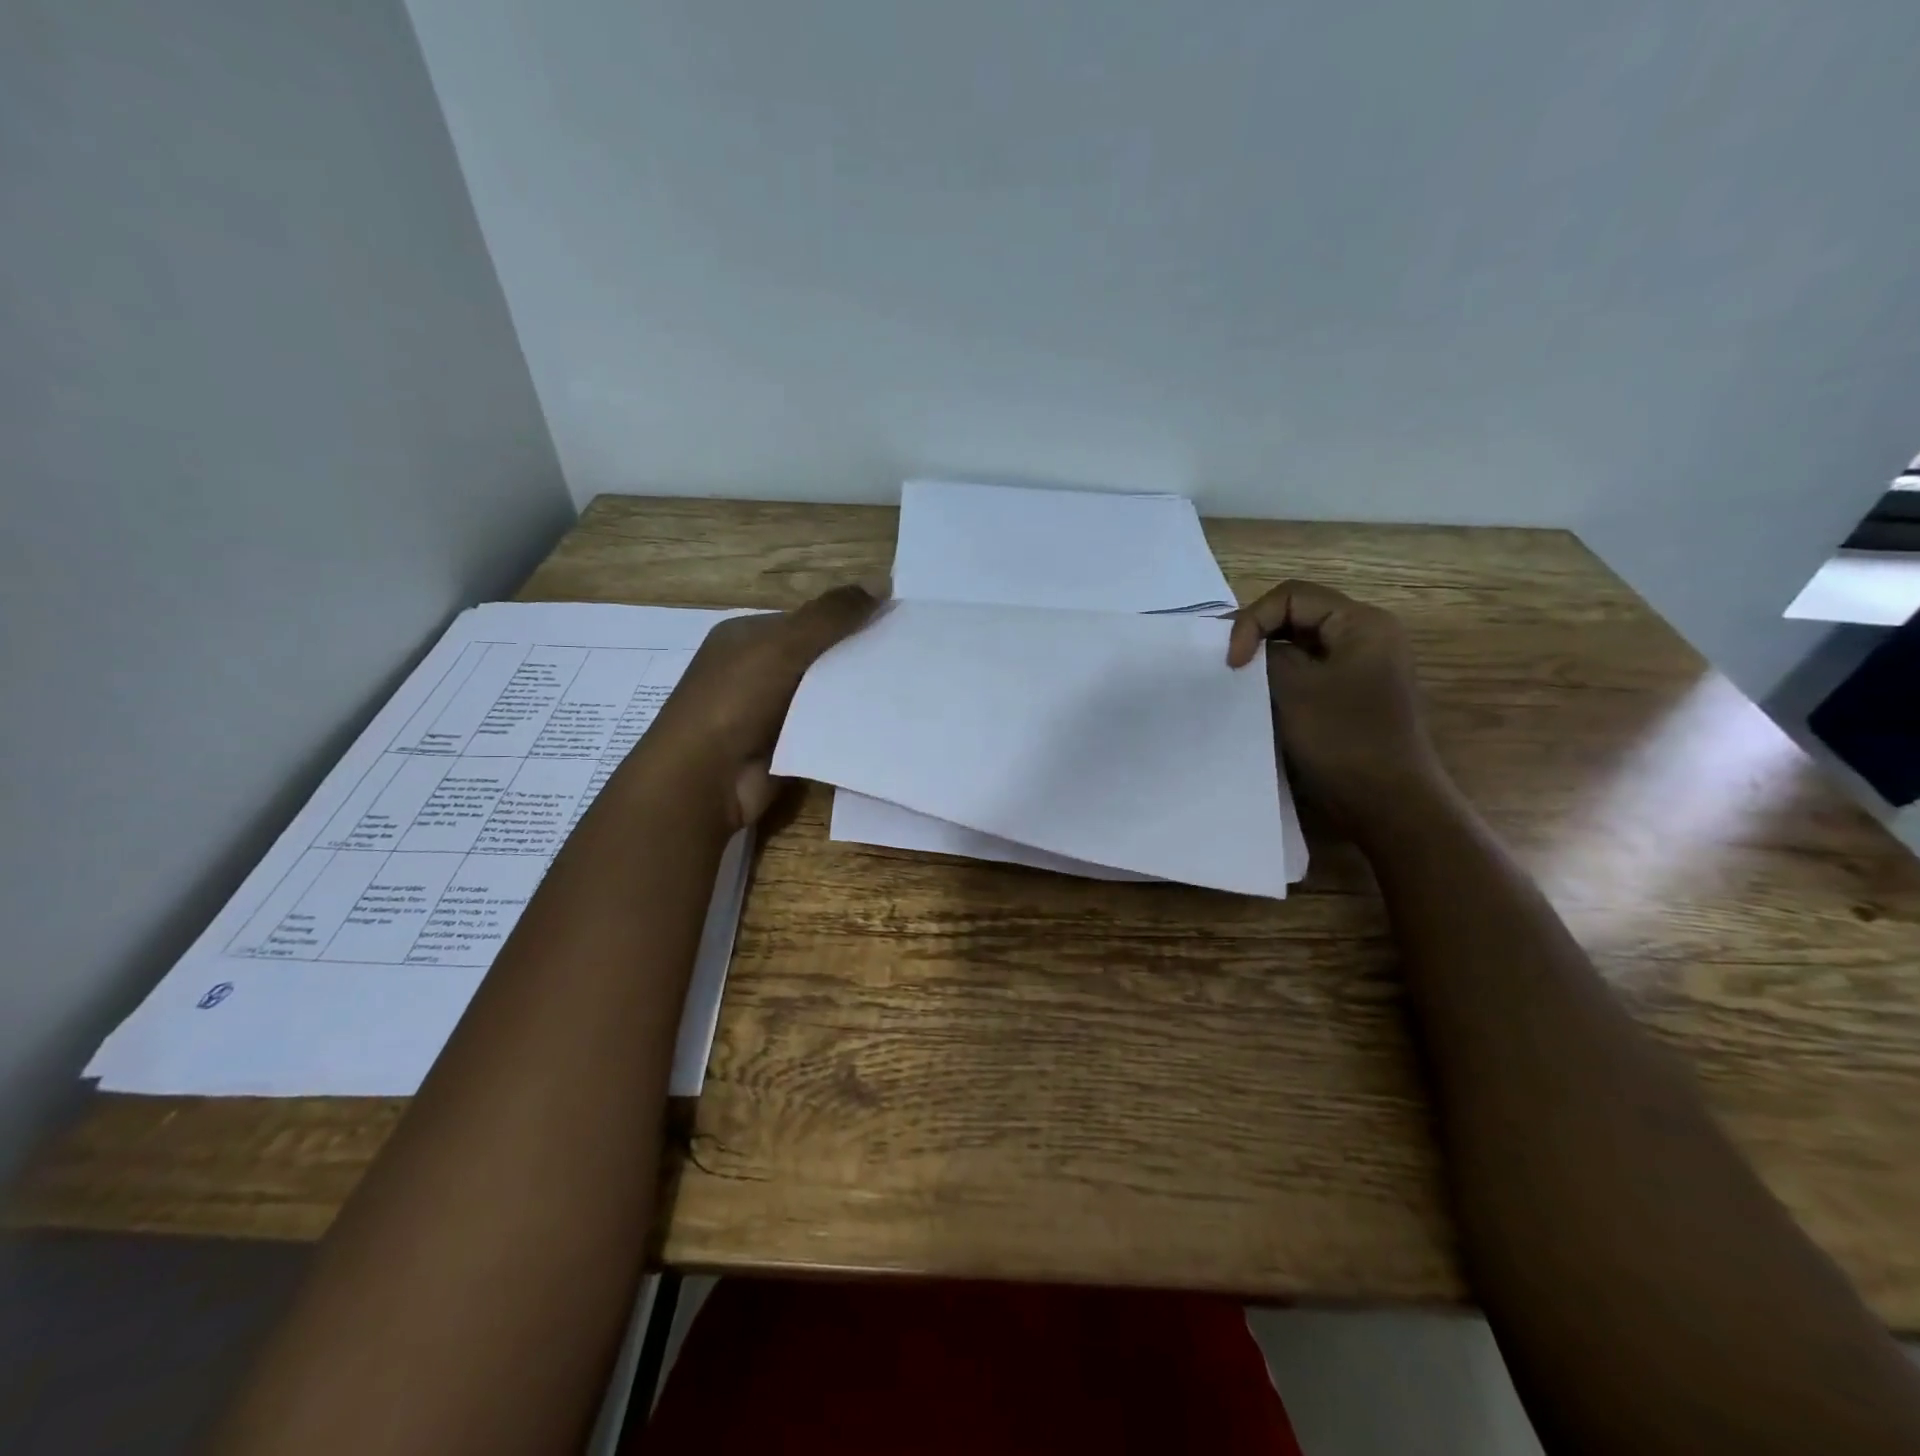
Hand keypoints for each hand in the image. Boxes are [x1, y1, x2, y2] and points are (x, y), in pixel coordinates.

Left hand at [645, 584, 880, 827]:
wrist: (706, 778)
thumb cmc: (737, 698)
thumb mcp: (784, 644)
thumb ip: (832, 615)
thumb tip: (882, 581)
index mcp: (747, 637)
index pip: (807, 621)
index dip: (847, 620)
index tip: (892, 625)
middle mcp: (755, 670)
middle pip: (817, 657)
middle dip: (855, 659)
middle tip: (906, 659)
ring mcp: (768, 712)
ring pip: (823, 695)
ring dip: (854, 695)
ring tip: (904, 689)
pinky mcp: (783, 746)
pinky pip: (823, 729)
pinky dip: (846, 726)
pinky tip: (882, 722)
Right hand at [1226, 580, 1446, 832]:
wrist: (1388, 803)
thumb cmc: (1343, 740)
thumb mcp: (1294, 689)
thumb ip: (1266, 656)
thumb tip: (1250, 650)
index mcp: (1362, 623)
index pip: (1291, 597)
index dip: (1252, 621)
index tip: (1232, 662)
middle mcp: (1366, 636)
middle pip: (1297, 616)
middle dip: (1258, 636)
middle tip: (1228, 667)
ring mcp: (1361, 667)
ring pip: (1300, 645)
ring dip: (1267, 660)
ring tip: (1240, 682)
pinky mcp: (1352, 695)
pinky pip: (1310, 672)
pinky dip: (1282, 679)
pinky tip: (1261, 700)